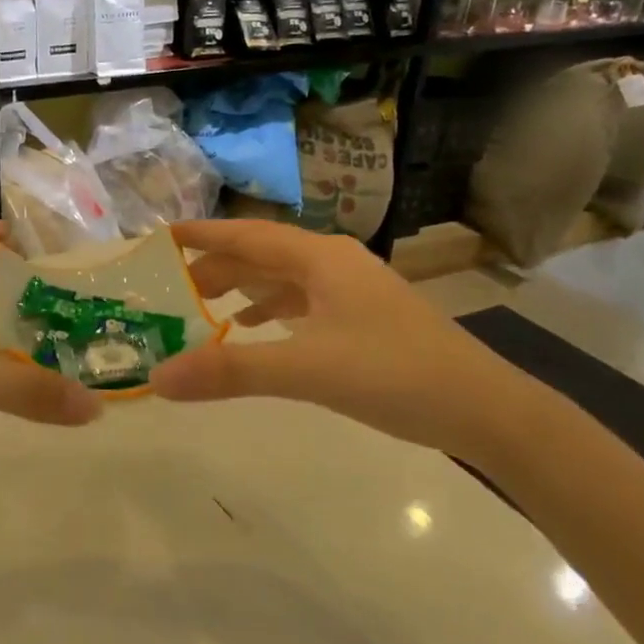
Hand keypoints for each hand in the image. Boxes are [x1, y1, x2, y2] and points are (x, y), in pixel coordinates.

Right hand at [150, 221, 544, 463]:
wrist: (485, 409)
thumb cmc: (394, 374)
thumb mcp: (306, 370)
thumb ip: (230, 371)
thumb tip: (158, 377)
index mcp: (320, 258)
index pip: (246, 234)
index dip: (202, 234)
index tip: (160, 236)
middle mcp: (334, 263)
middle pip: (262, 255)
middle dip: (216, 267)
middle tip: (171, 286)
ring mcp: (352, 290)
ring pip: (283, 279)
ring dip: (242, 289)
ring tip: (202, 307)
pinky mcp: (364, 317)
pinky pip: (303, 302)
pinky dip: (270, 311)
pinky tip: (255, 330)